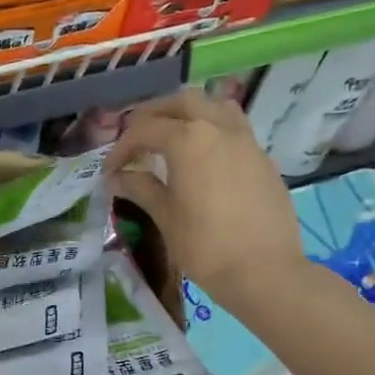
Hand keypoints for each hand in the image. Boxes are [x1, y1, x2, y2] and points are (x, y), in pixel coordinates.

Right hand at [105, 88, 306, 304]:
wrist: (264, 271)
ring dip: (189, 113)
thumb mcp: (165, 216)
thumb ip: (140, 188)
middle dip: (155, 114)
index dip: (122, 147)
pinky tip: (203, 158)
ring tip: (173, 136)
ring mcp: (246, 141)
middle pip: (182, 102)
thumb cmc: (205, 246)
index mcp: (189, 140)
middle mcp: (219, 128)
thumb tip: (117, 177)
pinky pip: (234, 128)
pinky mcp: (263, 159)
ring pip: (215, 106)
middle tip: (138, 137)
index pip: (145, 130)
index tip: (110, 170)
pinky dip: (212, 130)